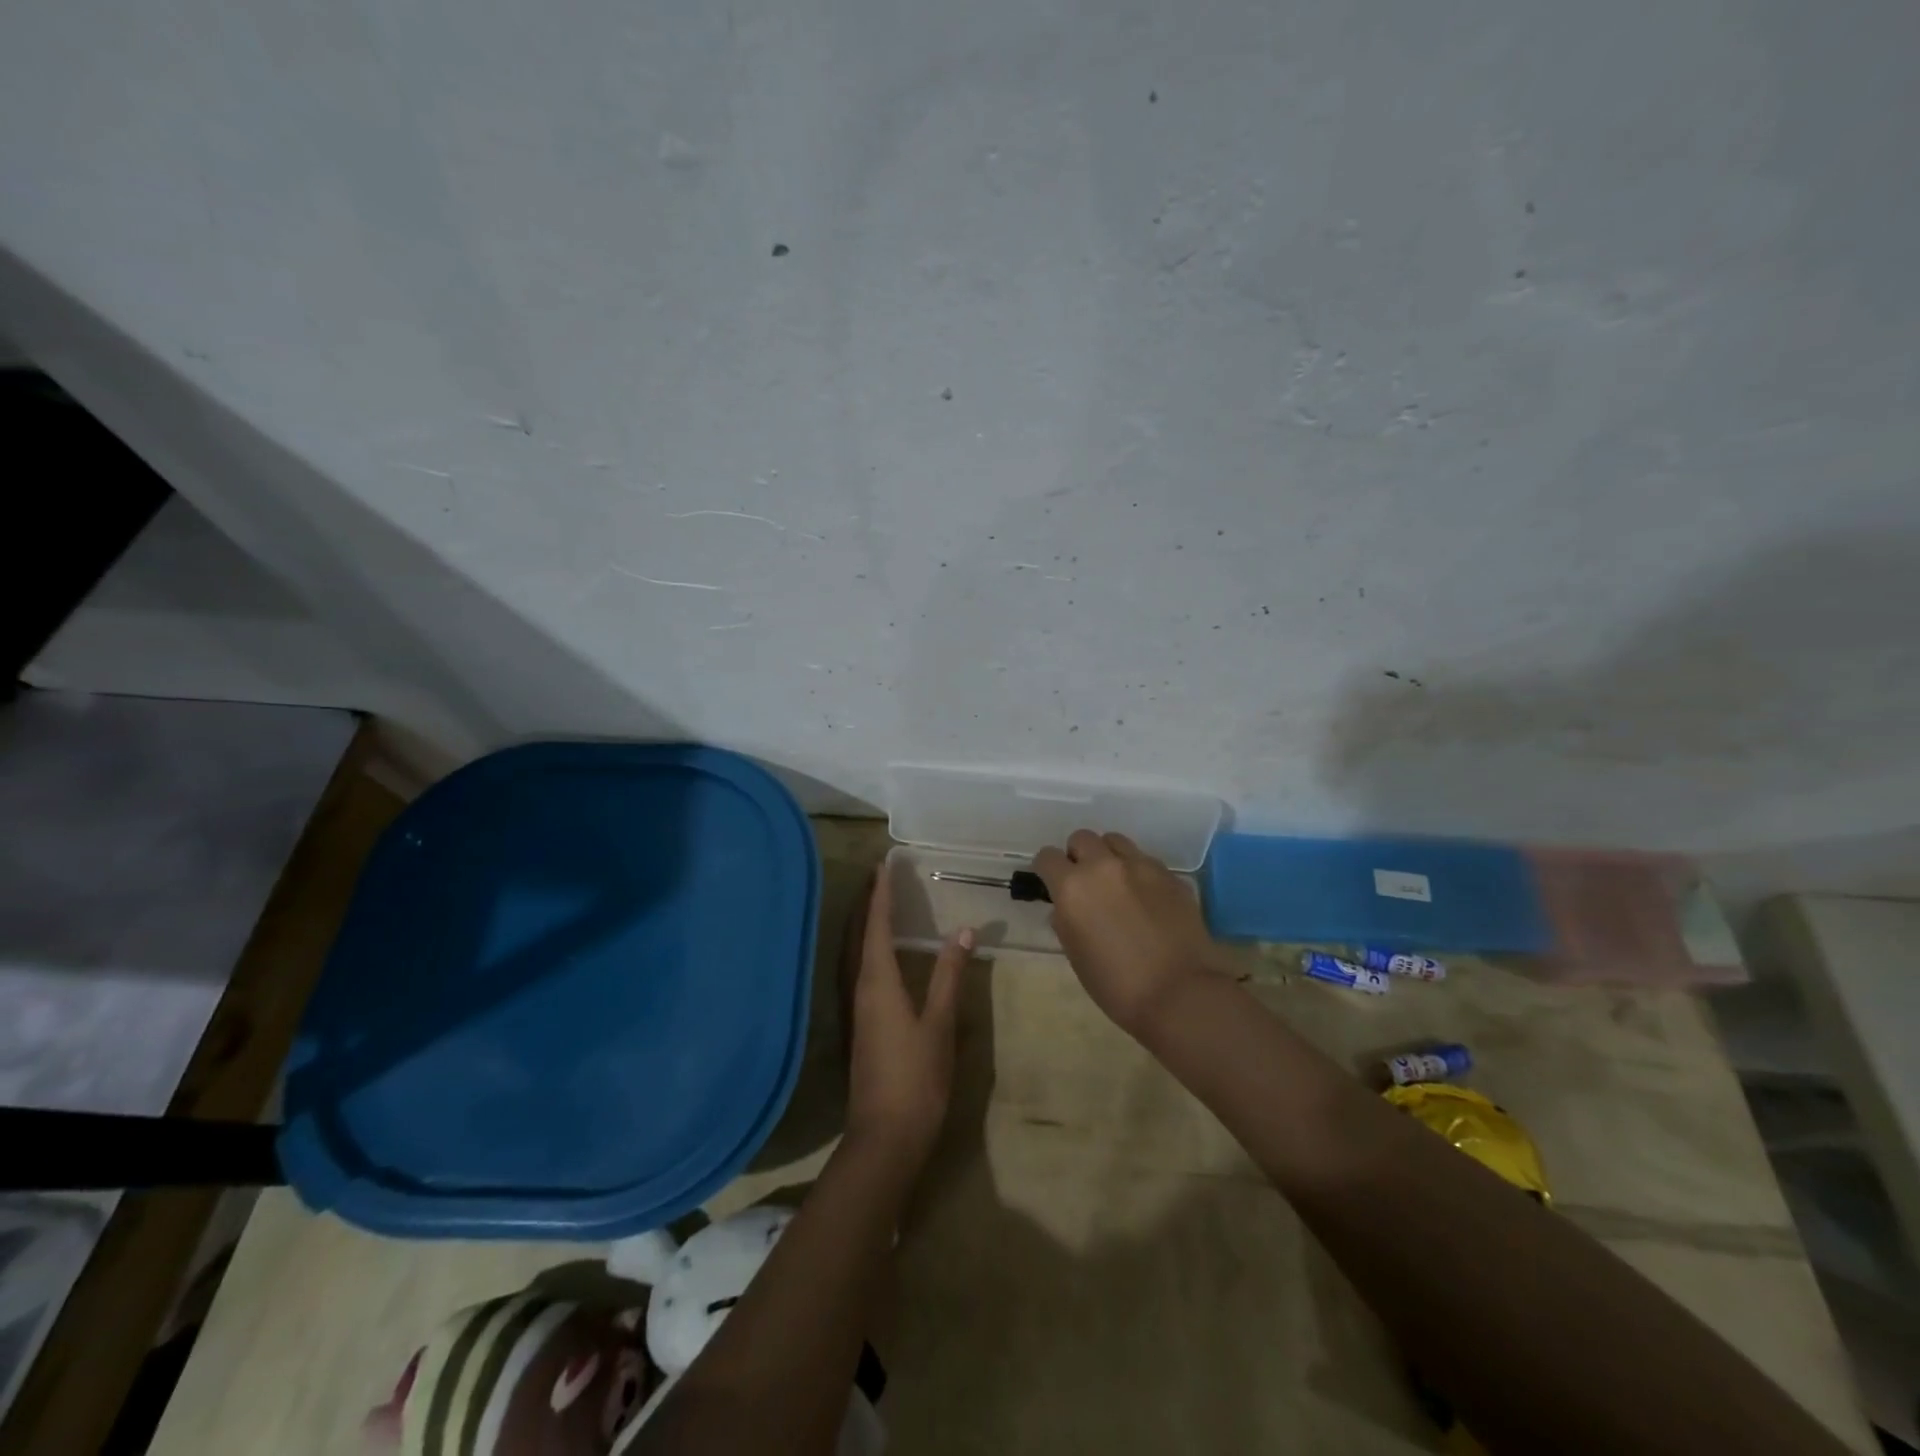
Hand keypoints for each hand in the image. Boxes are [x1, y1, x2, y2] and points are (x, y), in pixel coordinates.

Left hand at [844, 870, 973, 1168]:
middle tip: (880, 876)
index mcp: (877, 982)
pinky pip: (859, 971)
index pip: (875, 926)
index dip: (881, 894)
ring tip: (878, 904)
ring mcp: (856, 1009)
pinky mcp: (860, 1026)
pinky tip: (881, 956)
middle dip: (866, 903)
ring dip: (863, 925)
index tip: (885, 865)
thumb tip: (963, 931)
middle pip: (856, 935)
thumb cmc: (916, 1078)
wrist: (885, 1138)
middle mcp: (859, 988)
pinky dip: (867, 949)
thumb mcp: (940, 1024)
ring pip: (854, 953)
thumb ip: (950, 975)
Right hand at [1032, 830, 1223, 1035]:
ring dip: (1109, 856)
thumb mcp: (1075, 955)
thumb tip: (1065, 908)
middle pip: (1082, 838)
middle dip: (1078, 856)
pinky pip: (1145, 861)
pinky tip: (1146, 899)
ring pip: (1115, 841)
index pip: (1047, 857)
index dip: (1046, 869)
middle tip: (1085, 883)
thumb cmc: (1116, 985)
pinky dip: (1138, 872)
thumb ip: (1065, 921)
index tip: (1051, 883)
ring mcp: (1141, 866)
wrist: (1180, 994)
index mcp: (1073, 887)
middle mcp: (1104, 866)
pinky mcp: (1171, 875)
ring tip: (1116, 884)